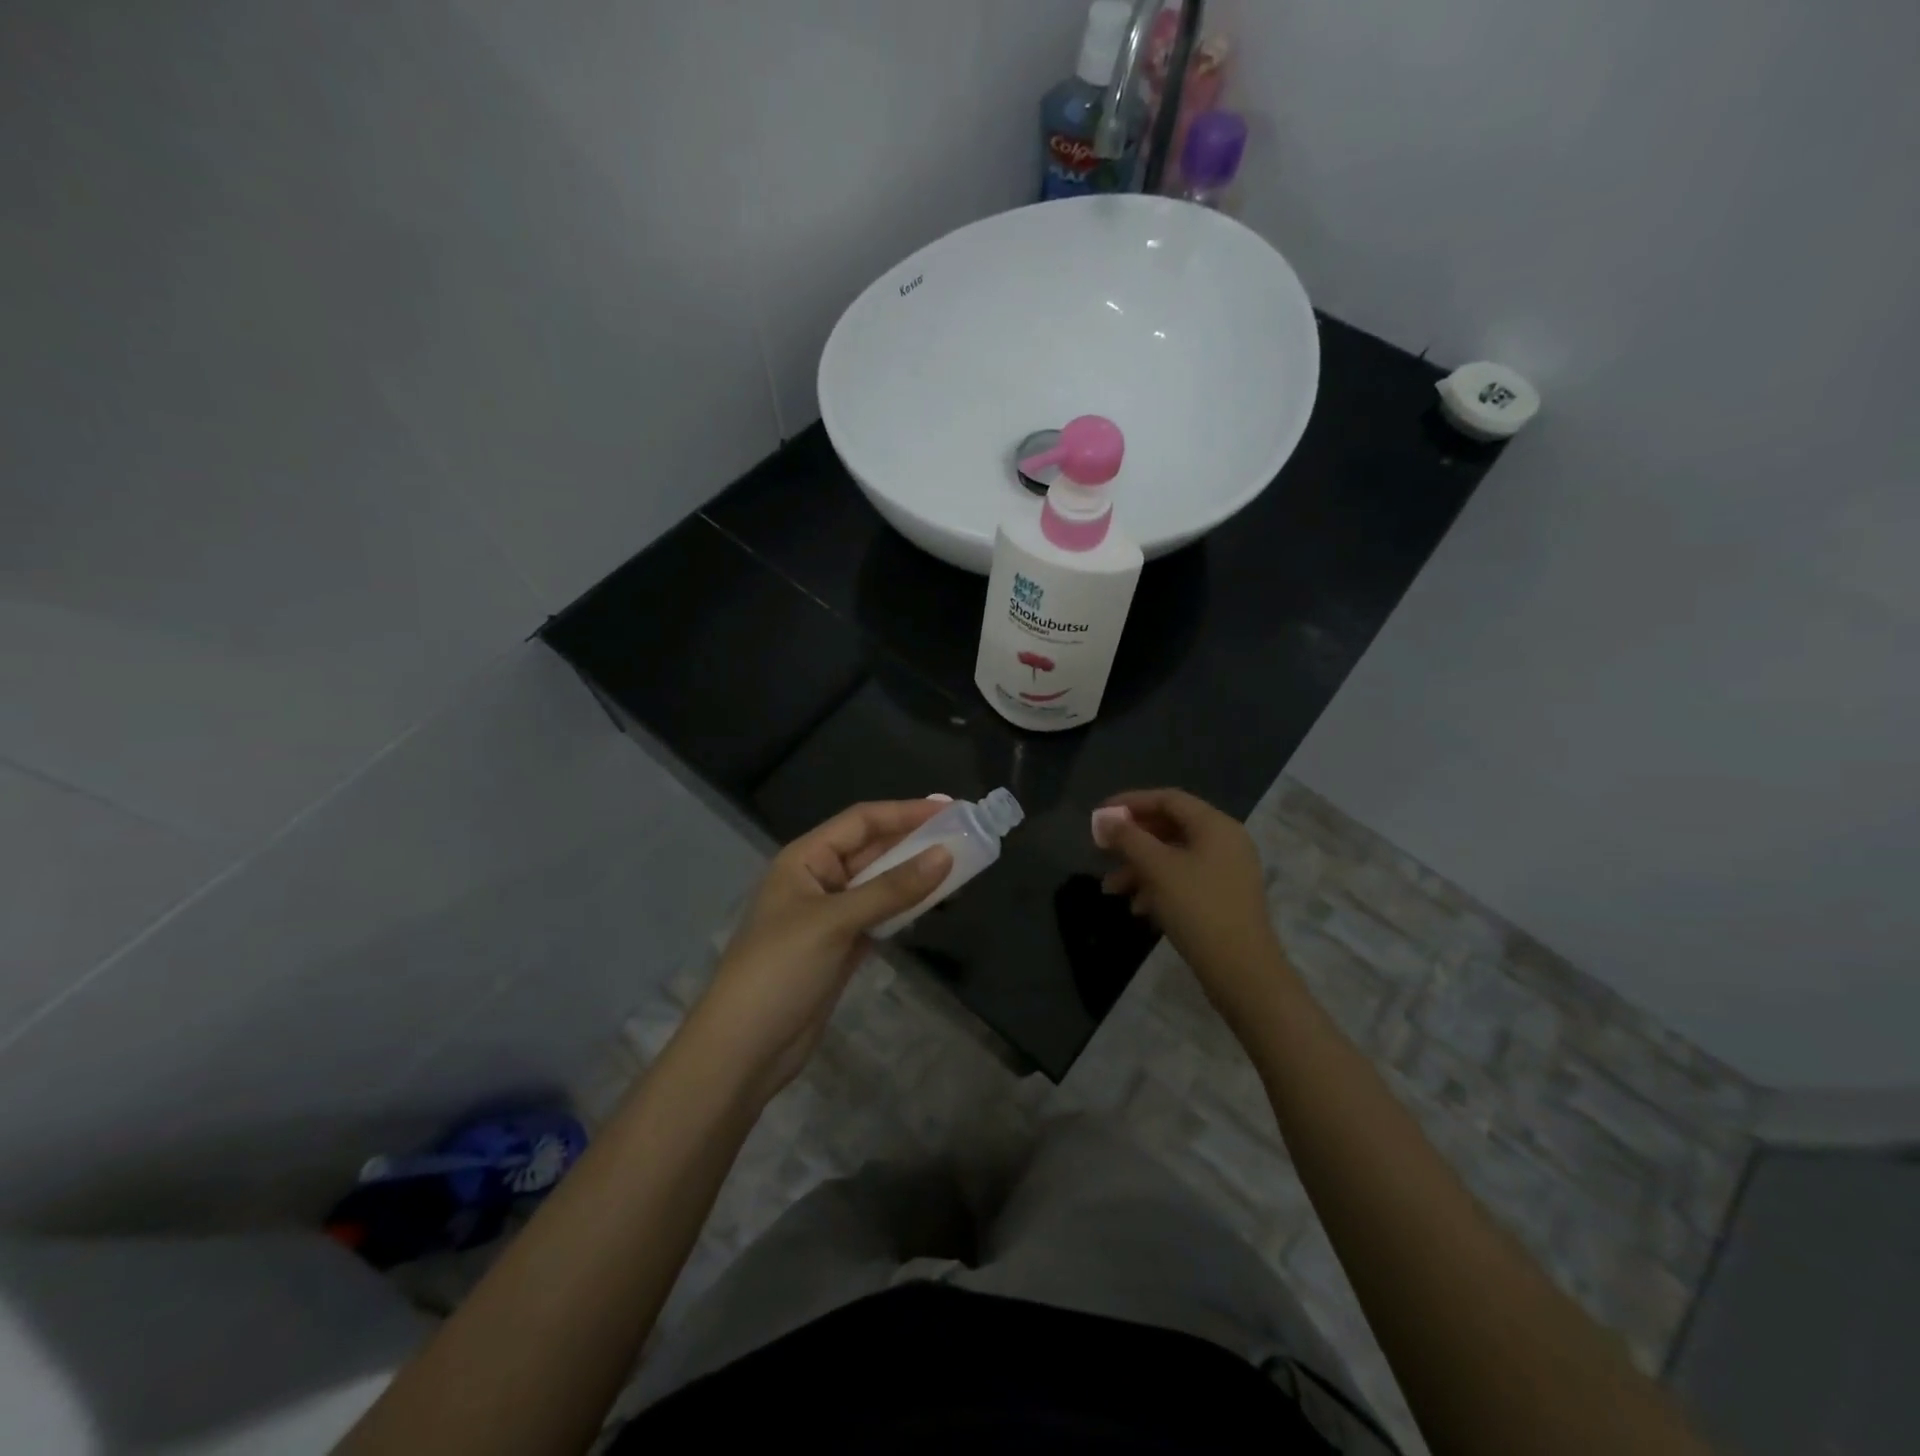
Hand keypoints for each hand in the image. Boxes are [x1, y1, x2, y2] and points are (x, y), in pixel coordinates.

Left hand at [685, 800, 952, 1105]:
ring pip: (881, 884)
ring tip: (961, 866)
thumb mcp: (834, 922)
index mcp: (805, 859)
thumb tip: (946, 855)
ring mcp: (831, 916)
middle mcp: (819, 880)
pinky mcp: (842, 947)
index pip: (862, 821)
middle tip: (965, 835)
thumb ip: (891, 889)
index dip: (906, 812)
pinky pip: (881, 916)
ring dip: (915, 875)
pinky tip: (935, 903)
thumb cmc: (780, 970)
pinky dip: (906, 908)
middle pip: (874, 849)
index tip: (952, 809)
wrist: (743, 1049)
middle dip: (916, 841)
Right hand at [1094, 788, 1292, 1032]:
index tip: (1100, 815)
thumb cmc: (1198, 909)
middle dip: (1132, 841)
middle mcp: (1225, 841)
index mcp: (1215, 825)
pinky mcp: (1223, 898)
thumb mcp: (1157, 869)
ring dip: (1140, 868)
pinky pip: (1184, 879)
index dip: (1131, 803)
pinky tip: (1138, 908)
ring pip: (1174, 857)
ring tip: (1112, 890)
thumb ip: (1128, 839)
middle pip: (1170, 827)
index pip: (1168, 799)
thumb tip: (1104, 819)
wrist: (1242, 971)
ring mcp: (1227, 871)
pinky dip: (1158, 886)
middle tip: (1102, 852)